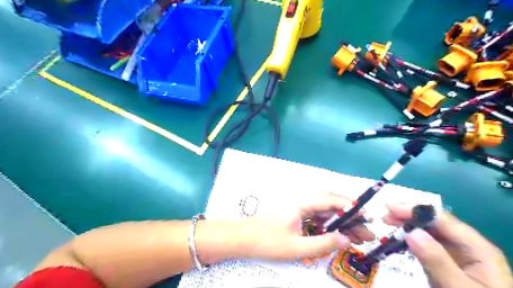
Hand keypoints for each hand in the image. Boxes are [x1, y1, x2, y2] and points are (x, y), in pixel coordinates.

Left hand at [236, 193, 373, 259]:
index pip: (330, 200)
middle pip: (330, 205)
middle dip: (349, 217)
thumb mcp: (298, 247)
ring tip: (356, 235)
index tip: (366, 216)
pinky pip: (316, 216)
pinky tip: (336, 234)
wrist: (245, 238)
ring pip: (324, 211)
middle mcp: (301, 200)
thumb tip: (346, 239)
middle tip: (366, 232)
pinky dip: (328, 224)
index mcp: (302, 203)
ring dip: (340, 221)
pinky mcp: (295, 213)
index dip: (350, 206)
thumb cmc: (268, 241)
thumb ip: (323, 243)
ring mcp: (298, 206)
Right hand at [382, 204, 509, 286]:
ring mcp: (457, 255)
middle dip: (408, 215)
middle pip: (434, 222)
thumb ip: (437, 260)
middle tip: (385, 217)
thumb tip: (411, 232)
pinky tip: (399, 239)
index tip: (390, 208)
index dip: (415, 210)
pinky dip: (410, 239)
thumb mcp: (457, 287)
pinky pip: (426, 244)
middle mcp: (467, 246)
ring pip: (429, 231)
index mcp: (477, 248)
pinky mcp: (447, 263)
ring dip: (407, 225)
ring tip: (388, 223)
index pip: (442, 219)